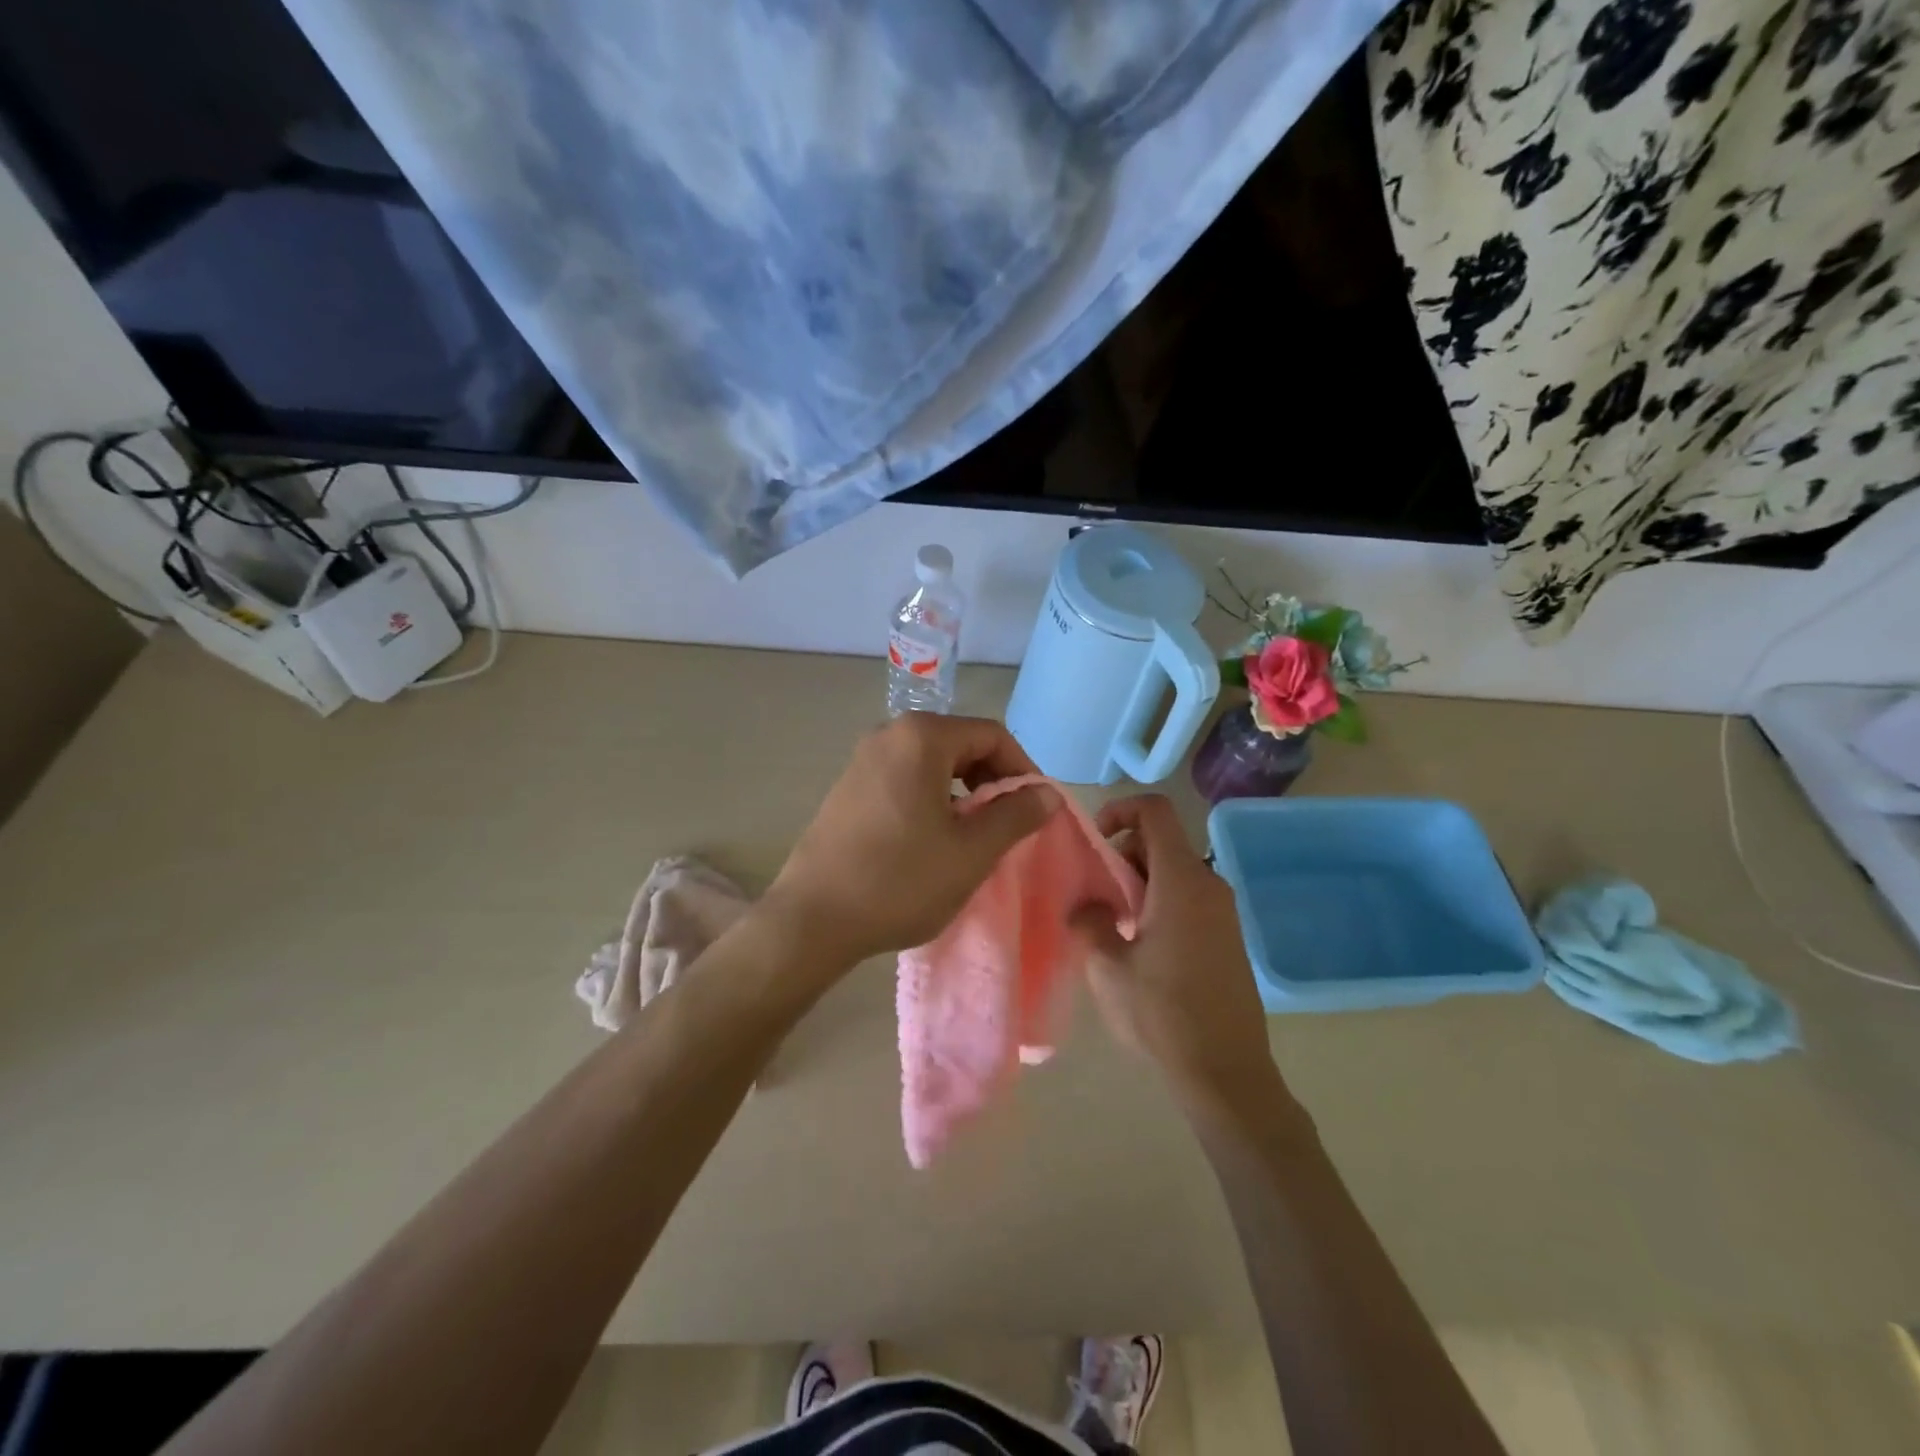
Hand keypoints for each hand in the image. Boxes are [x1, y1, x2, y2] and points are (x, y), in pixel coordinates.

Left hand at [765, 714, 1058, 968]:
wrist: (813, 918)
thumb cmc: (901, 880)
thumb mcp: (972, 851)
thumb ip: (1015, 815)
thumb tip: (1046, 793)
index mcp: (921, 737)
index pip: (992, 735)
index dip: (1023, 769)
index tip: (1036, 809)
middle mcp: (889, 735)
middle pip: (960, 744)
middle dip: (992, 780)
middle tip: (1009, 824)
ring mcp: (862, 760)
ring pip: (932, 764)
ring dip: (963, 792)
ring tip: (975, 836)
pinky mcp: (848, 788)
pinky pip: (904, 779)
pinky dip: (931, 799)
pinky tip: (934, 840)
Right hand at [1072, 794, 1286, 1113]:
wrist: (1225, 1071)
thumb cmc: (1161, 1013)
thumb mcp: (1107, 967)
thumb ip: (1090, 921)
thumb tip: (1087, 904)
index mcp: (1181, 881)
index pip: (1155, 812)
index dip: (1121, 810)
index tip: (1094, 840)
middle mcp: (1209, 885)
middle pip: (1162, 842)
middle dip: (1123, 855)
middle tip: (1096, 894)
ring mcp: (1224, 912)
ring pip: (1174, 872)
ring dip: (1139, 883)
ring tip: (1113, 924)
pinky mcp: (1228, 937)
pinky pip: (1189, 898)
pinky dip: (1160, 902)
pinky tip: (1141, 946)